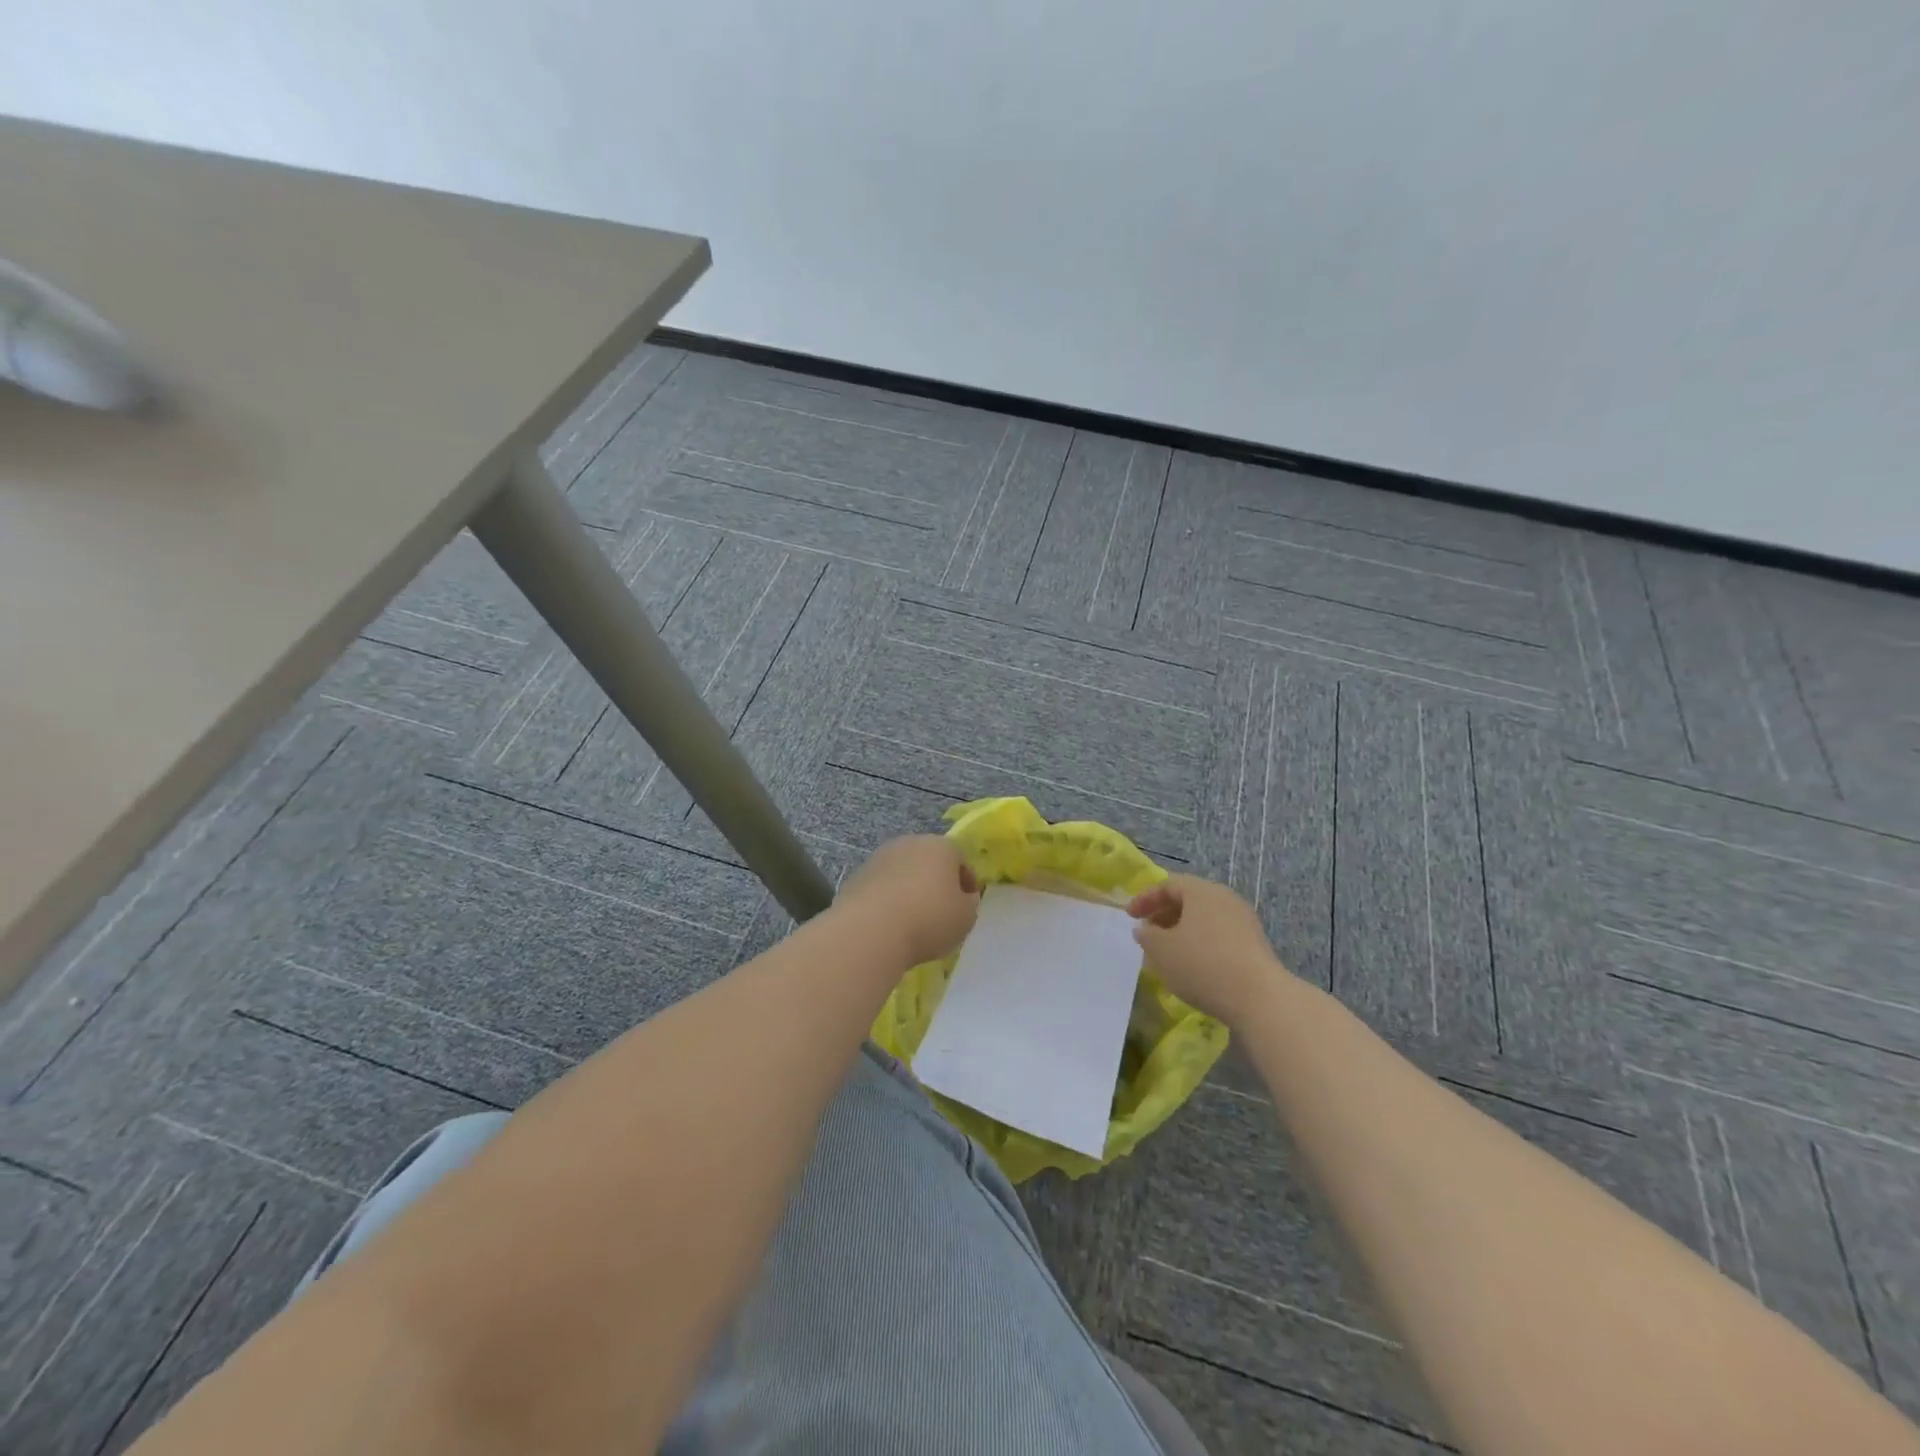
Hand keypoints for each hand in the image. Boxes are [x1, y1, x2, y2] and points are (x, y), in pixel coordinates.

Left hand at [837, 836, 981, 966]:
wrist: (870, 930)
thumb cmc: (929, 919)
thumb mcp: (966, 917)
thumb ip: (969, 903)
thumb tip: (963, 898)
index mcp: (941, 846)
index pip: (960, 860)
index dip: (967, 883)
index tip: (967, 905)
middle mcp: (910, 843)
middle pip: (929, 861)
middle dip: (935, 882)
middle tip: (940, 910)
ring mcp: (879, 857)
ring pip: (903, 872)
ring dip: (909, 889)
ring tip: (912, 919)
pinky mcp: (857, 875)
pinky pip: (881, 887)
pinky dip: (887, 899)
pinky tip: (888, 923)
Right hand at [1127, 874, 1290, 1025]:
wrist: (1259, 998)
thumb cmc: (1202, 965)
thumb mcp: (1162, 950)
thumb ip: (1147, 935)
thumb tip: (1145, 929)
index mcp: (1202, 891)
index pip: (1168, 884)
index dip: (1145, 898)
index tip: (1130, 917)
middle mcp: (1225, 898)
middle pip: (1188, 899)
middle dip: (1163, 915)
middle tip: (1147, 933)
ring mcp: (1243, 921)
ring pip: (1204, 918)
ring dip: (1181, 931)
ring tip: (1167, 953)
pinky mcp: (1254, 944)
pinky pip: (1219, 934)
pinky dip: (1200, 943)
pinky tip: (1192, 966)